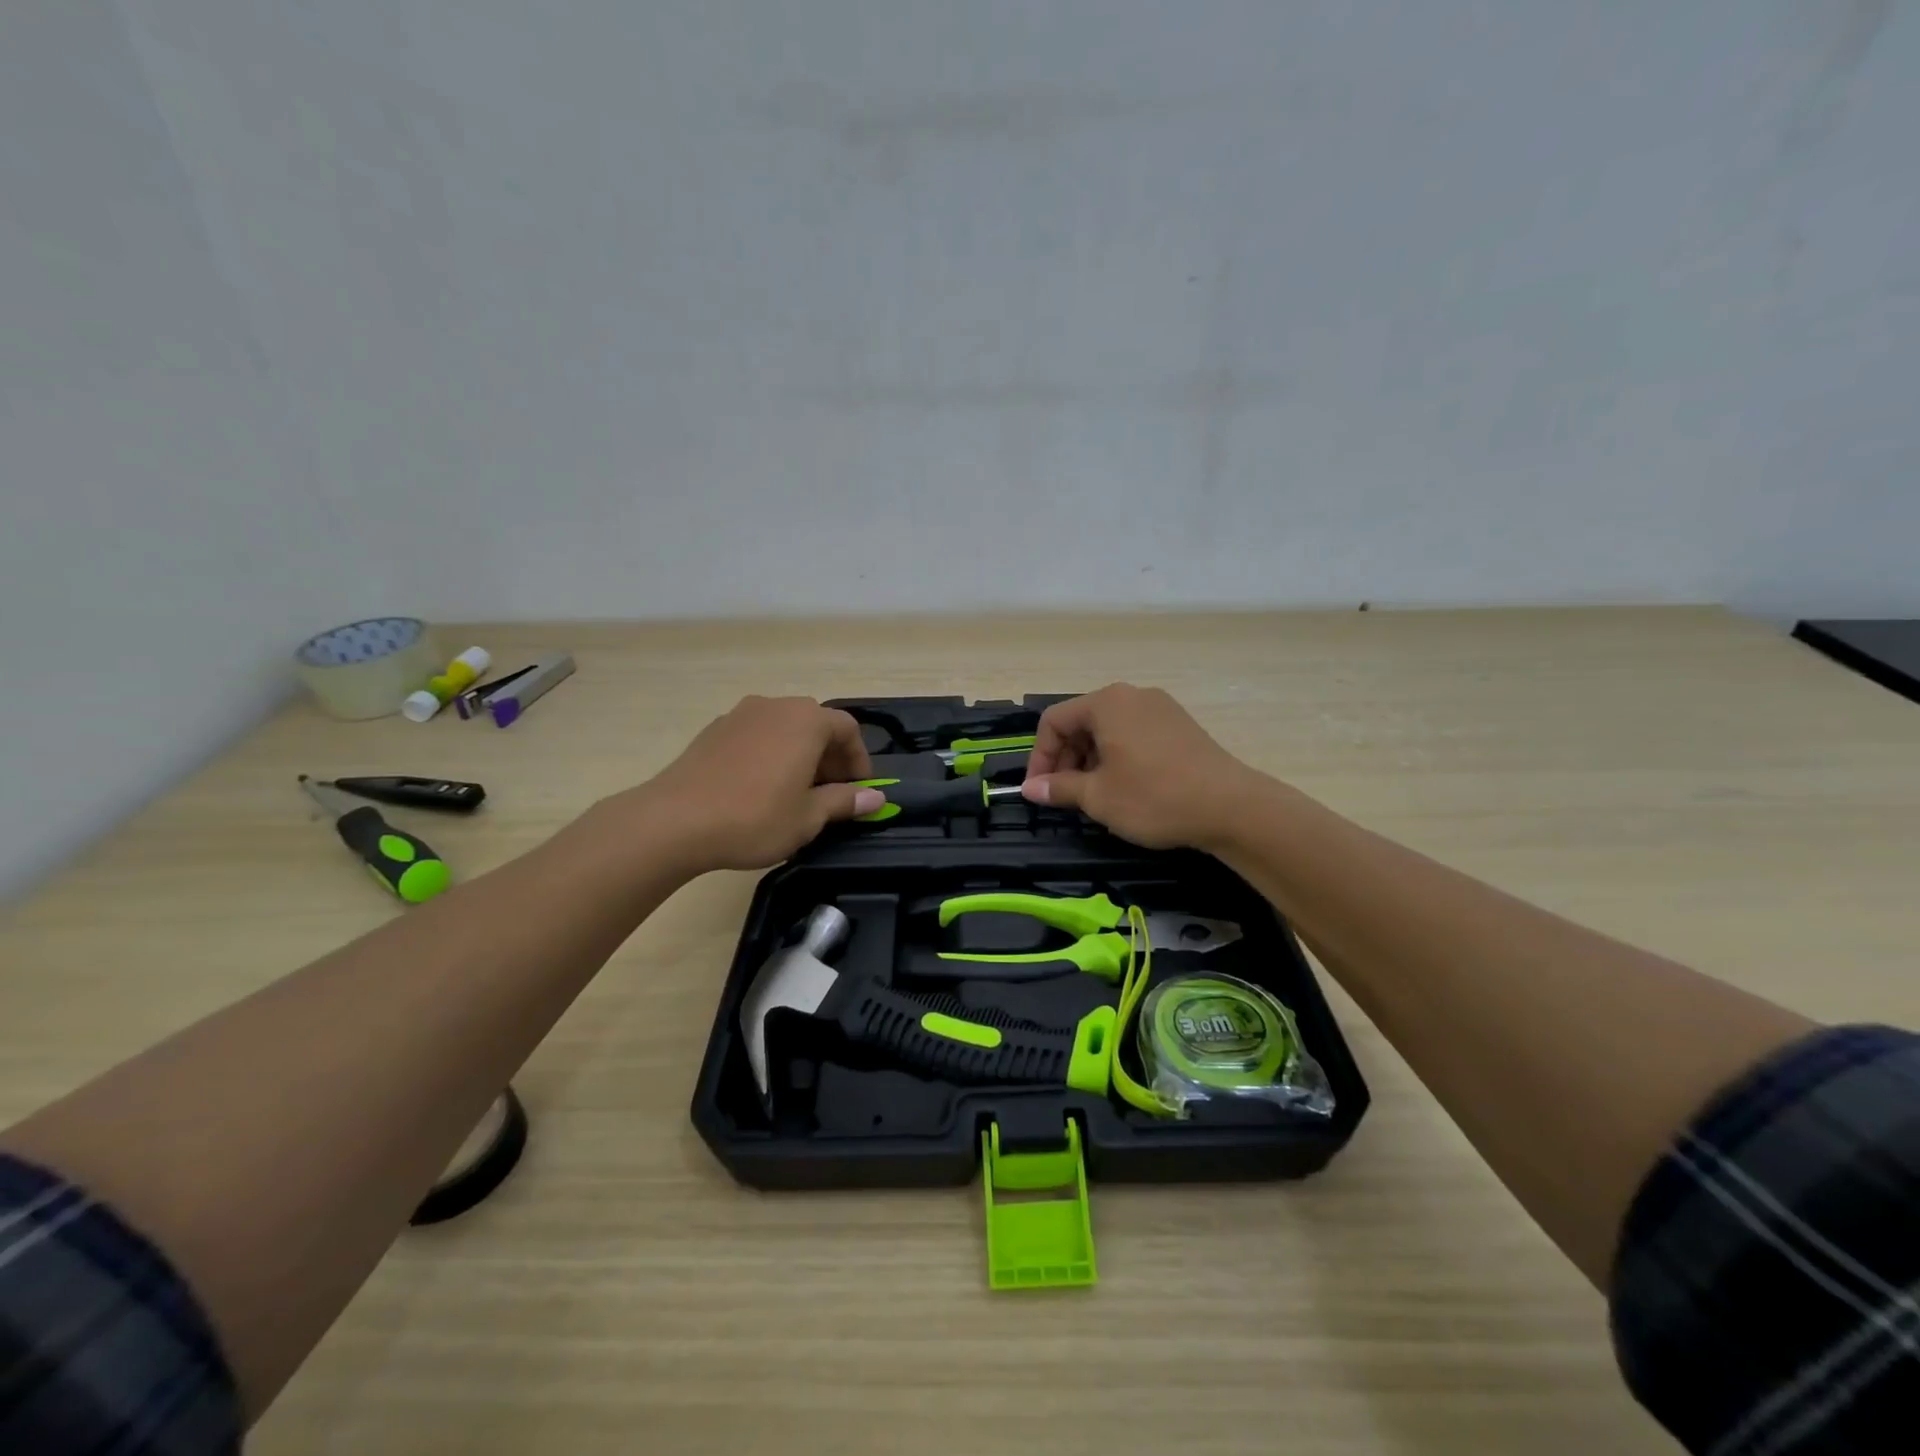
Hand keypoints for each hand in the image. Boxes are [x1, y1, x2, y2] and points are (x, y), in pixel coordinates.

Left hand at [629, 697, 882, 872]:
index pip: (848, 729)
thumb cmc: (754, 818)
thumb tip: (874, 797)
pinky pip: (756, 735)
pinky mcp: (714, 730)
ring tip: (796, 792)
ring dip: (799, 754)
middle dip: (830, 757)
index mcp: (806, 720)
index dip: (859, 760)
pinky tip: (759, 788)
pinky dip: (770, 754)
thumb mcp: (808, 817)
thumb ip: (844, 802)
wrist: (674, 821)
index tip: (859, 791)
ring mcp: (741, 714)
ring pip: (784, 728)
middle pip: (816, 724)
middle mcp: (776, 706)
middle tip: (831, 793)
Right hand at [1020, 684, 1266, 849]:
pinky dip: (1119, 756)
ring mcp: (1160, 707)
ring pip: (1109, 729)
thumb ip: (1059, 788)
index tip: (1040, 791)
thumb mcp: (1098, 797)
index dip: (1040, 757)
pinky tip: (1127, 787)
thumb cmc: (1154, 797)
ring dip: (1091, 760)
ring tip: (1096, 795)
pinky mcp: (1180, 725)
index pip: (1054, 721)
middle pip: (1082, 722)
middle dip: (1066, 759)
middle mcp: (1132, 695)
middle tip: (1066, 796)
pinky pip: (1134, 734)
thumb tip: (1031, 789)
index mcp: (1106, 703)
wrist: (1231, 807)